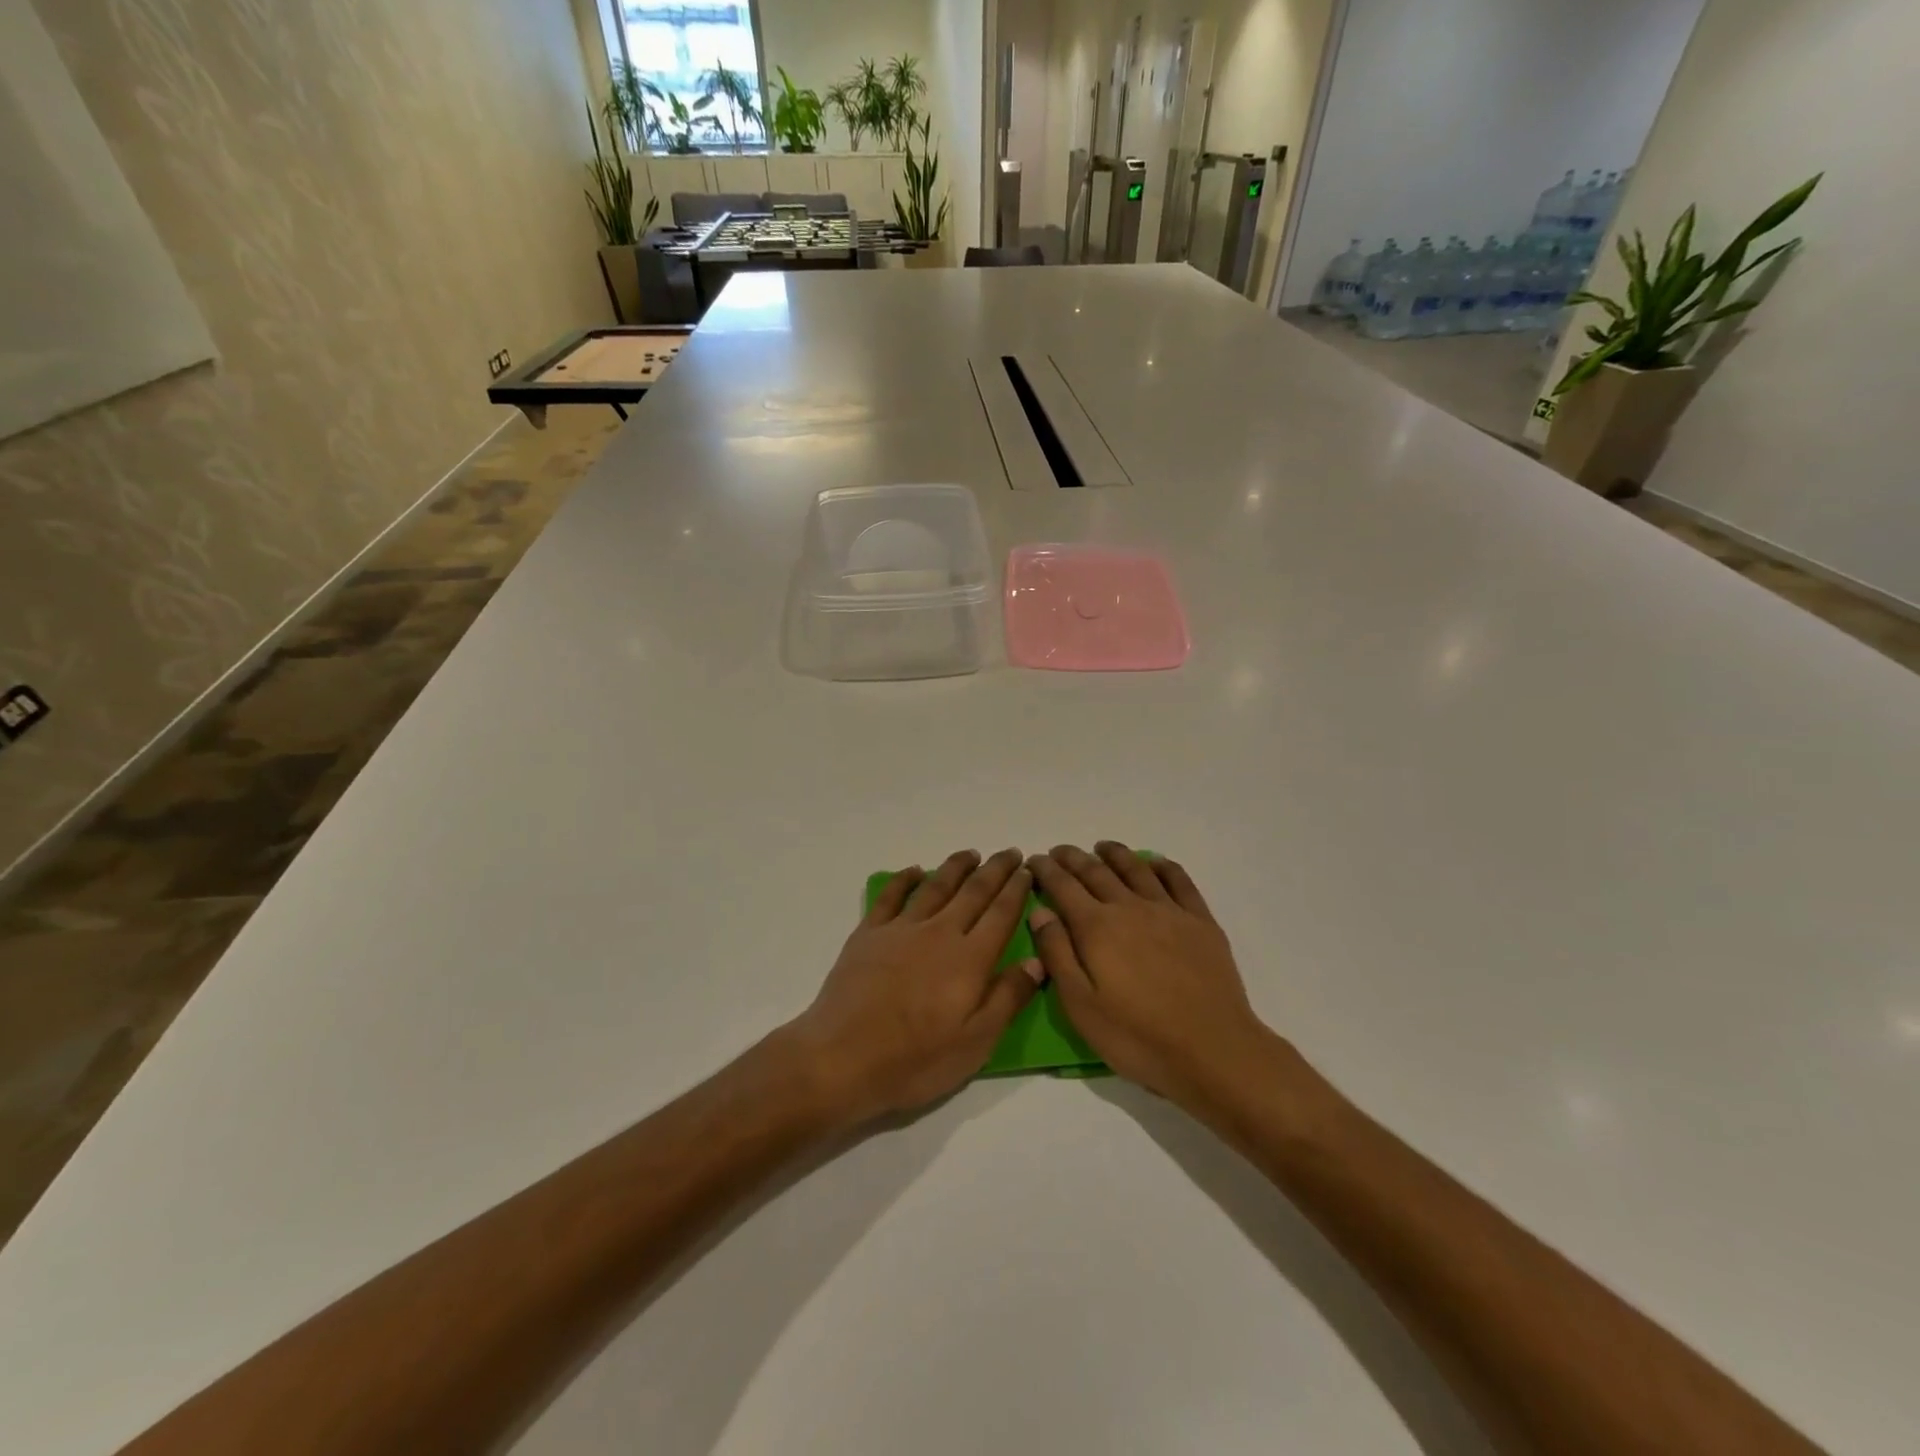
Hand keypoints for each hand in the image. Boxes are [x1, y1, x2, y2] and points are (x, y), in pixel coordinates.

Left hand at [784, 849, 1042, 1126]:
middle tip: (1010, 852)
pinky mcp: (868, 934)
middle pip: (973, 892)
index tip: (1027, 870)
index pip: (1001, 914)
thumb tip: (1037, 962)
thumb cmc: (915, 1060)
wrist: (842, 1058)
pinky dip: (904, 879)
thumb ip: (1008, 998)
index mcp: (970, 959)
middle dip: (995, 870)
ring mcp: (901, 929)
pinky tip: (914, 870)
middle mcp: (939, 933)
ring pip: (935, 886)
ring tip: (971, 854)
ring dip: (956, 867)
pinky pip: (890, 896)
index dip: (1017, 890)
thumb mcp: (975, 1043)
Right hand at [1027, 842, 1276, 1110]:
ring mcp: (1169, 911)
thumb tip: (1040, 912)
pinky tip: (1155, 862)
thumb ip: (1058, 954)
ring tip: (1102, 847)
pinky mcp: (1200, 921)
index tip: (1035, 860)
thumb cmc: (1137, 1037)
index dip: (1046, 871)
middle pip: (1096, 872)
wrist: (1213, 1050)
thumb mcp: (1081, 1006)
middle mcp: (1130, 907)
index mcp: (1097, 928)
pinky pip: (1179, 880)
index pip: (1063, 887)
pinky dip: (1162, 865)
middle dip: (1073, 858)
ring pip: (1136, 869)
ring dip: (1115, 854)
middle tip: (1059, 851)